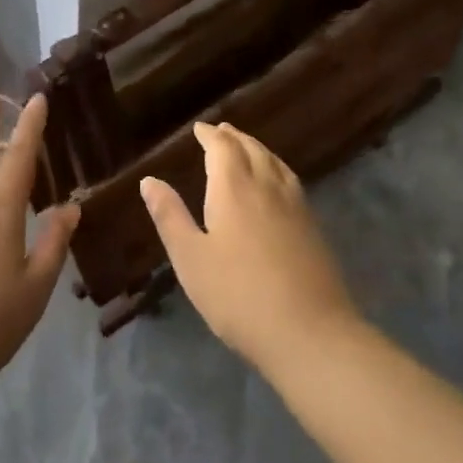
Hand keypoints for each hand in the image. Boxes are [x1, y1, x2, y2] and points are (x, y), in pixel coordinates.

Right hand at [140, 121, 355, 370]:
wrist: (309, 333)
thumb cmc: (237, 295)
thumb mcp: (190, 258)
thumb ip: (170, 215)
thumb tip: (149, 180)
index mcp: (234, 189)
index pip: (222, 148)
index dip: (210, 135)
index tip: (199, 129)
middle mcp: (267, 188)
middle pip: (253, 150)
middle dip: (235, 137)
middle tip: (221, 131)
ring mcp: (296, 207)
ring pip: (276, 163)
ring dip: (258, 149)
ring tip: (248, 148)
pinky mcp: (313, 228)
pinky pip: (291, 181)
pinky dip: (277, 168)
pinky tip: (277, 184)